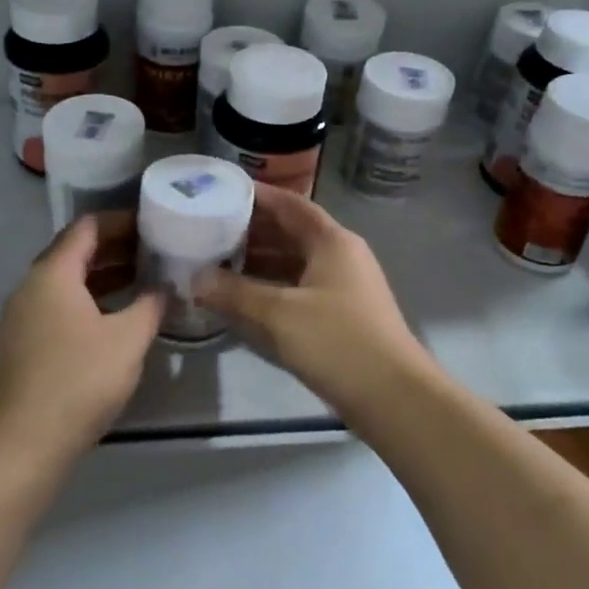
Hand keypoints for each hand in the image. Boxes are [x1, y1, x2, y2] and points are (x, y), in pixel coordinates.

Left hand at [0, 217, 164, 463]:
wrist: (27, 441)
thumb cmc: (81, 380)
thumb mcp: (128, 339)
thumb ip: (151, 304)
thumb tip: (163, 286)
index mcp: (53, 274)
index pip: (87, 227)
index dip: (122, 221)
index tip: (154, 225)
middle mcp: (32, 286)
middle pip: (75, 251)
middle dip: (116, 247)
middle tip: (155, 250)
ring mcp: (23, 315)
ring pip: (67, 280)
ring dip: (103, 275)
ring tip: (143, 278)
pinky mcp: (24, 341)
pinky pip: (59, 304)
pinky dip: (89, 299)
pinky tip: (116, 315)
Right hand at [198, 185, 436, 424]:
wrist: (393, 397)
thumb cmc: (337, 342)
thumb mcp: (279, 314)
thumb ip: (234, 293)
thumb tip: (195, 279)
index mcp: (332, 241)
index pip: (290, 204)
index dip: (258, 196)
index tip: (222, 191)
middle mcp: (340, 255)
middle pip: (291, 232)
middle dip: (252, 230)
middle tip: (211, 228)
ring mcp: (343, 286)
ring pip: (294, 262)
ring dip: (260, 260)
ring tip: (218, 260)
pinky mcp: (340, 314)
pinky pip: (299, 287)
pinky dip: (271, 286)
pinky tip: (243, 296)